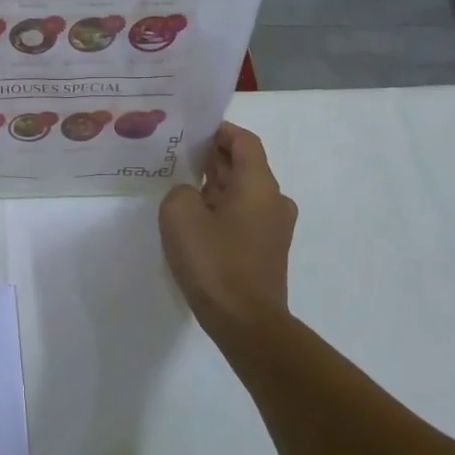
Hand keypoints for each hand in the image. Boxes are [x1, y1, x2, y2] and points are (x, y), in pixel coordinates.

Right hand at [159, 122, 297, 347]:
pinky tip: (196, 223)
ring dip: (216, 186)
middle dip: (213, 158)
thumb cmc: (214, 262)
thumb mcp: (179, 214)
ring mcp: (274, 228)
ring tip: (182, 190)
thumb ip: (181, 191)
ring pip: (243, 192)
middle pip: (244, 165)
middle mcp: (274, 200)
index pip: (244, 141)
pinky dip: (222, 210)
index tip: (191, 132)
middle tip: (179, 157)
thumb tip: (191, 196)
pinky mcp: (267, 251)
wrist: (246, 323)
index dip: (218, 131)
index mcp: (259, 184)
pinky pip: (244, 216)